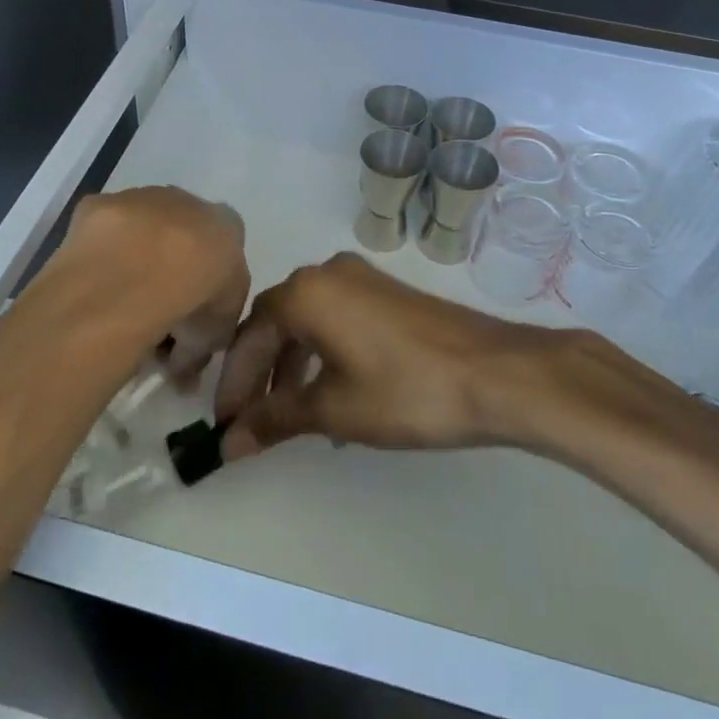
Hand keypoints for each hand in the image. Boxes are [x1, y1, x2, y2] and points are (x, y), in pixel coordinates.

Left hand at [62, 187, 250, 372]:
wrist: (139, 275)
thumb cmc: (194, 300)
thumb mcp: (217, 333)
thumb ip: (207, 338)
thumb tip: (185, 360)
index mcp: (226, 225)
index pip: (223, 252)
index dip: (207, 287)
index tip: (191, 319)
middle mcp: (186, 201)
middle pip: (181, 235)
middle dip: (171, 268)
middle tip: (155, 313)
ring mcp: (140, 198)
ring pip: (140, 230)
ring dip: (133, 258)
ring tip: (117, 304)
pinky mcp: (98, 204)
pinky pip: (102, 235)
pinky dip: (99, 256)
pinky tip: (93, 286)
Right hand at [214, 252, 549, 458]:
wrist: (495, 373)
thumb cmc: (405, 390)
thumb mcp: (334, 409)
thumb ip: (276, 419)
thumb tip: (228, 444)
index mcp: (306, 292)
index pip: (249, 334)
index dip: (233, 381)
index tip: (223, 423)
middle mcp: (329, 274)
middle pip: (276, 323)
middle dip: (259, 373)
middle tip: (248, 421)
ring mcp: (363, 280)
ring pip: (308, 322)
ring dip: (291, 366)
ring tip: (287, 416)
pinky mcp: (388, 295)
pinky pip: (337, 320)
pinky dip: (322, 355)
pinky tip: (329, 396)